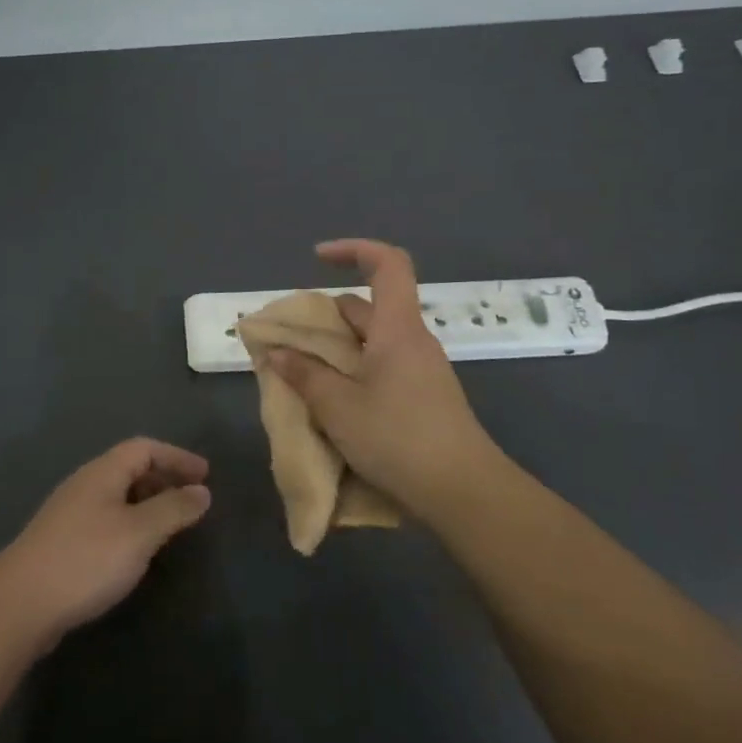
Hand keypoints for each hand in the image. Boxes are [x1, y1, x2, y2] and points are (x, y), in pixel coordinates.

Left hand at [0, 438, 211, 646]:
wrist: (20, 604)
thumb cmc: (86, 559)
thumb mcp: (139, 533)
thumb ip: (173, 509)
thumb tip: (202, 491)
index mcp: (102, 473)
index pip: (144, 448)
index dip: (177, 457)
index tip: (206, 476)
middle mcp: (84, 485)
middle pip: (129, 468)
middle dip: (164, 479)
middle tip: (192, 502)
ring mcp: (70, 513)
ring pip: (117, 496)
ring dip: (147, 504)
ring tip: (170, 527)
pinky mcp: (62, 542)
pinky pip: (106, 519)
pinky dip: (130, 525)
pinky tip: (136, 551)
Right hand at [267, 239, 510, 526]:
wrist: (464, 492)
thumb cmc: (398, 438)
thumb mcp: (338, 407)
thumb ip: (304, 374)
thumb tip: (277, 352)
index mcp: (397, 328)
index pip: (387, 263)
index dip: (353, 249)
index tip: (317, 258)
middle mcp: (412, 340)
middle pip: (370, 307)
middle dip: (327, 315)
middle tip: (291, 339)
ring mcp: (421, 370)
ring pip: (373, 341)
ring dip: (337, 348)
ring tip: (302, 373)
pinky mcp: (423, 397)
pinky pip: (381, 368)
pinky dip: (352, 371)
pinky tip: (332, 401)